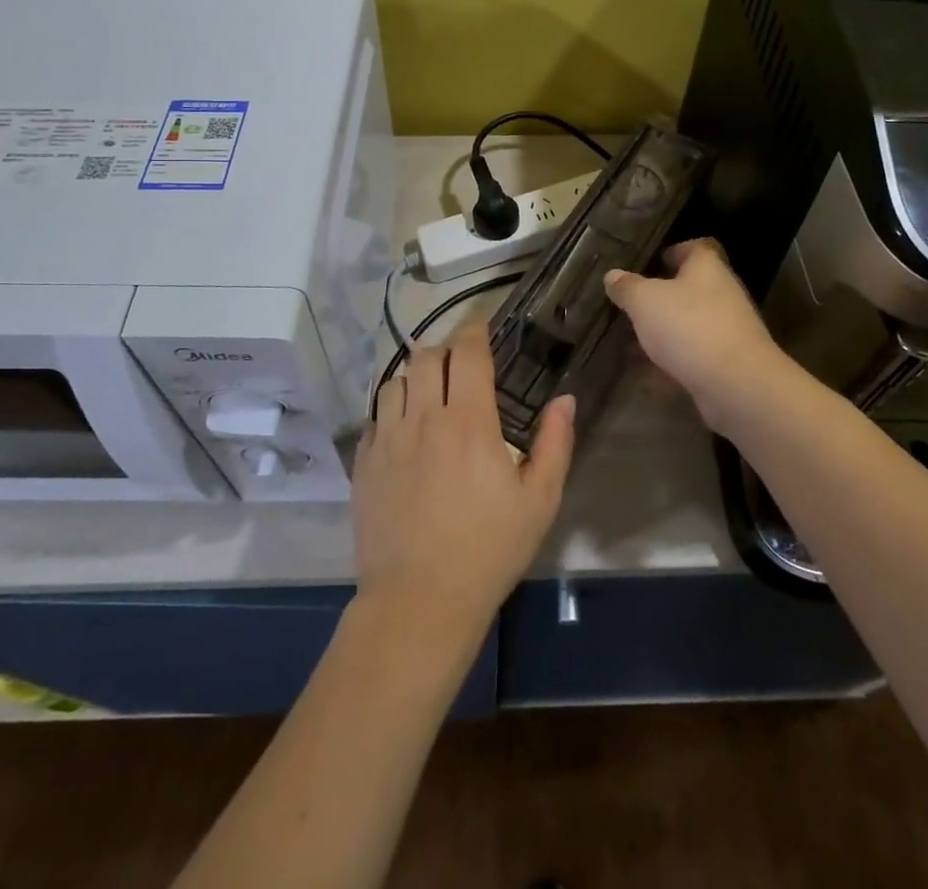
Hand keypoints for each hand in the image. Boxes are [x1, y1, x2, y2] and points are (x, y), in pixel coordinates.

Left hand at [354, 320, 574, 643]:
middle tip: (461, 364)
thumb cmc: (488, 550)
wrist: (419, 601)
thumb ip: (555, 444)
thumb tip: (564, 400)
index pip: (467, 352)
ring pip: (396, 380)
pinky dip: (391, 409)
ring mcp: (387, 438)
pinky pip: (375, 416)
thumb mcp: (538, 501)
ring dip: (415, 375)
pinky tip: (404, 429)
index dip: (474, 331)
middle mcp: (423, 417)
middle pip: (426, 356)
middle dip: (445, 349)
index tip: (481, 326)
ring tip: (430, 391)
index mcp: (468, 421)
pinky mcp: (363, 462)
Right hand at [603, 237, 791, 434]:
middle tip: (630, 307)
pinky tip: (645, 377)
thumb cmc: (688, 327)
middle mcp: (721, 295)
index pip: (695, 248)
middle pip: (690, 289)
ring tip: (629, 344)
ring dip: (661, 334)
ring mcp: (726, 332)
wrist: (736, 384)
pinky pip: (691, 358)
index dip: (675, 251)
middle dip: (659, 299)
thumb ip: (626, 287)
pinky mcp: (726, 365)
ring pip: (688, 326)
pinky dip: (669, 365)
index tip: (652, 261)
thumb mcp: (644, 300)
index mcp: (706, 269)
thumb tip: (612, 276)